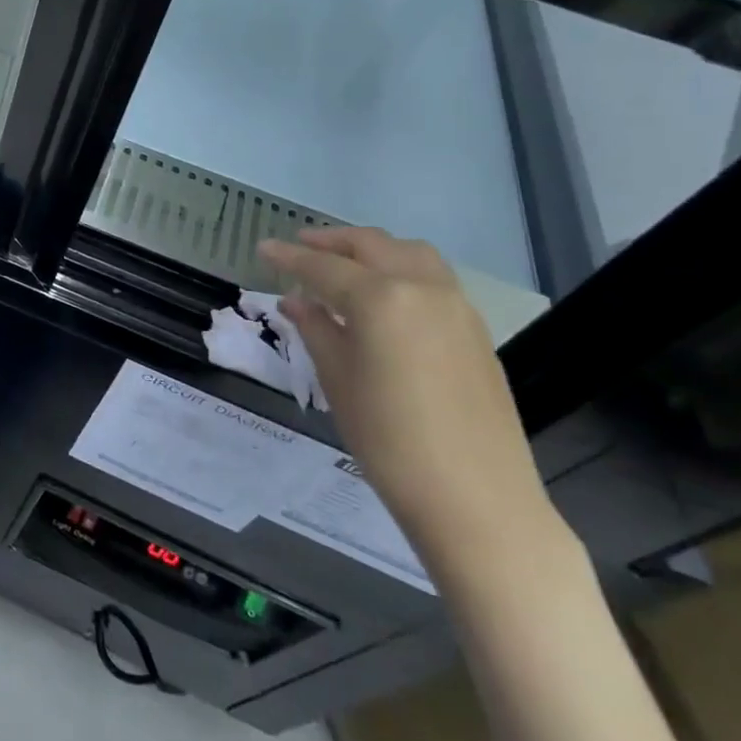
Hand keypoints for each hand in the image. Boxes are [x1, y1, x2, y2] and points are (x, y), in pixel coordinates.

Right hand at [261, 227, 562, 578]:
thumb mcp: (337, 379)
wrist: (476, 499)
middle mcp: (422, 288)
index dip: (289, 257)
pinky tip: (384, 298)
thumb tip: (296, 302)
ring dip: (373, 249)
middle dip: (333, 241)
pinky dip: (401, 270)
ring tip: (345, 264)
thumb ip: (315, 329)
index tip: (263, 248)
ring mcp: (456, 307)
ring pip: (410, 253)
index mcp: (381, 298)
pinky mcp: (476, 331)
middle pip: (372, 245)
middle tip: (300, 247)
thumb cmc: (389, 439)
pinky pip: (433, 279)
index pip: (323, 267)